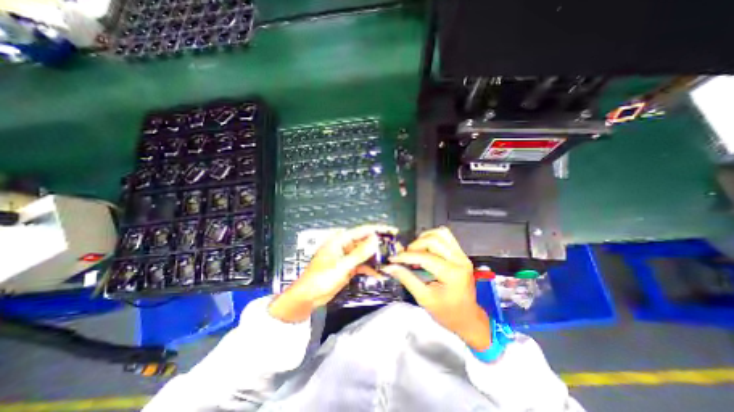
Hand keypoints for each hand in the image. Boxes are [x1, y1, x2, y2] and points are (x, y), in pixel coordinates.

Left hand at [269, 223, 395, 323]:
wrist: (308, 298)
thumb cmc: (321, 278)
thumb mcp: (342, 265)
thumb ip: (360, 253)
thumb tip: (375, 238)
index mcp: (340, 240)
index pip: (362, 230)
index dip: (378, 229)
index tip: (392, 231)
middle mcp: (344, 246)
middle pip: (364, 242)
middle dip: (379, 244)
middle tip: (395, 247)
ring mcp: (346, 257)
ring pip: (364, 254)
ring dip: (376, 257)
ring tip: (391, 260)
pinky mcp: (347, 268)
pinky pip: (361, 265)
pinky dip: (369, 269)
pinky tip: (380, 274)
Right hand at [382, 227, 488, 348]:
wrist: (467, 317)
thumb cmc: (446, 312)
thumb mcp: (424, 298)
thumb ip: (406, 279)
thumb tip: (390, 267)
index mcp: (452, 274)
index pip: (425, 257)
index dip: (406, 256)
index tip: (393, 259)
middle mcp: (460, 260)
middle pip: (433, 240)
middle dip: (415, 246)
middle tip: (405, 256)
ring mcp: (462, 255)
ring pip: (440, 234)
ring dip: (423, 239)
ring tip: (415, 251)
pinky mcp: (461, 253)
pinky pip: (446, 236)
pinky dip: (432, 237)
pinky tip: (425, 247)